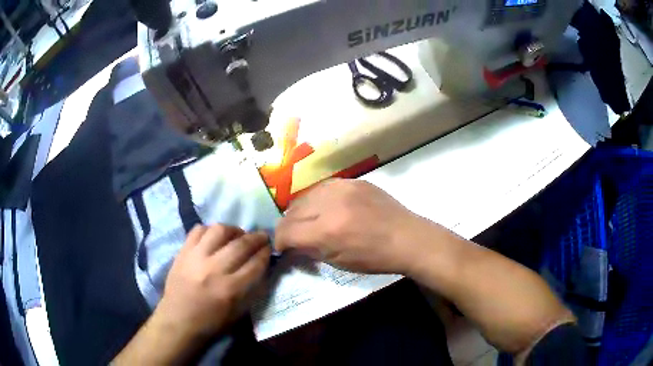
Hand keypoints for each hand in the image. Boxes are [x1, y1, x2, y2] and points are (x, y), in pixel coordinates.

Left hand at [156, 224, 270, 339]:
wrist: (178, 320)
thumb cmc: (211, 321)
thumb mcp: (238, 312)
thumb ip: (252, 288)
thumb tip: (262, 266)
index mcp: (230, 289)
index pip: (255, 264)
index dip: (266, 253)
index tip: (270, 248)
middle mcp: (214, 269)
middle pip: (241, 245)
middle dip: (256, 238)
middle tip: (262, 236)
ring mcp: (196, 257)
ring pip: (219, 231)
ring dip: (233, 230)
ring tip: (237, 235)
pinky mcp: (183, 252)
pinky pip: (198, 230)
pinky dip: (210, 230)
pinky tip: (215, 237)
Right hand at [275, 179, 452, 273]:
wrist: (407, 238)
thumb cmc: (375, 258)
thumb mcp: (339, 262)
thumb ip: (311, 250)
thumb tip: (293, 243)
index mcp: (327, 231)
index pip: (287, 231)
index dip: (280, 241)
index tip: (282, 246)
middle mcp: (330, 204)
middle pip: (292, 211)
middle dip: (287, 226)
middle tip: (293, 235)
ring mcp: (343, 188)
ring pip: (305, 195)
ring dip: (300, 210)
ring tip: (307, 220)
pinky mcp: (353, 181)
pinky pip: (324, 187)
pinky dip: (317, 198)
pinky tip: (323, 207)